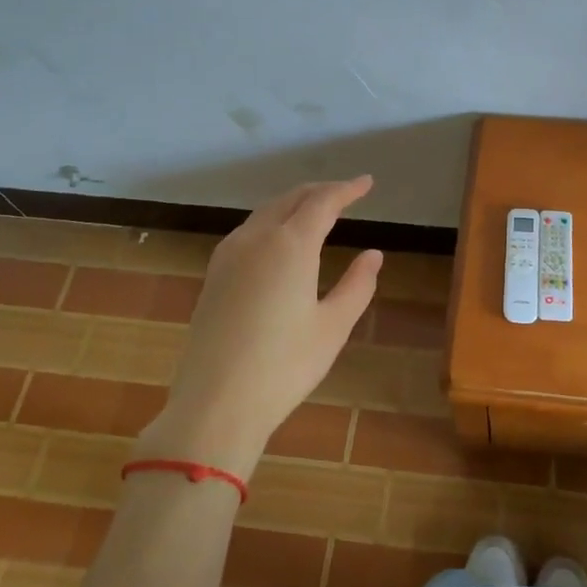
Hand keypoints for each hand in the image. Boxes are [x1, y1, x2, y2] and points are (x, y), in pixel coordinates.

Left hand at [138, 177, 381, 476]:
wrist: (215, 403)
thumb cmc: (284, 366)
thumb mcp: (333, 326)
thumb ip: (357, 285)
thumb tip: (373, 254)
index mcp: (290, 245)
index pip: (323, 201)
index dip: (347, 189)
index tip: (367, 183)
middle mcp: (256, 238)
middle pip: (291, 198)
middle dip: (320, 191)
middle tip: (346, 194)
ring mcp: (228, 255)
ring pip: (265, 212)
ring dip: (293, 204)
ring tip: (316, 211)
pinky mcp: (213, 275)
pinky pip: (248, 231)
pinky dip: (272, 222)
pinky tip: (280, 240)